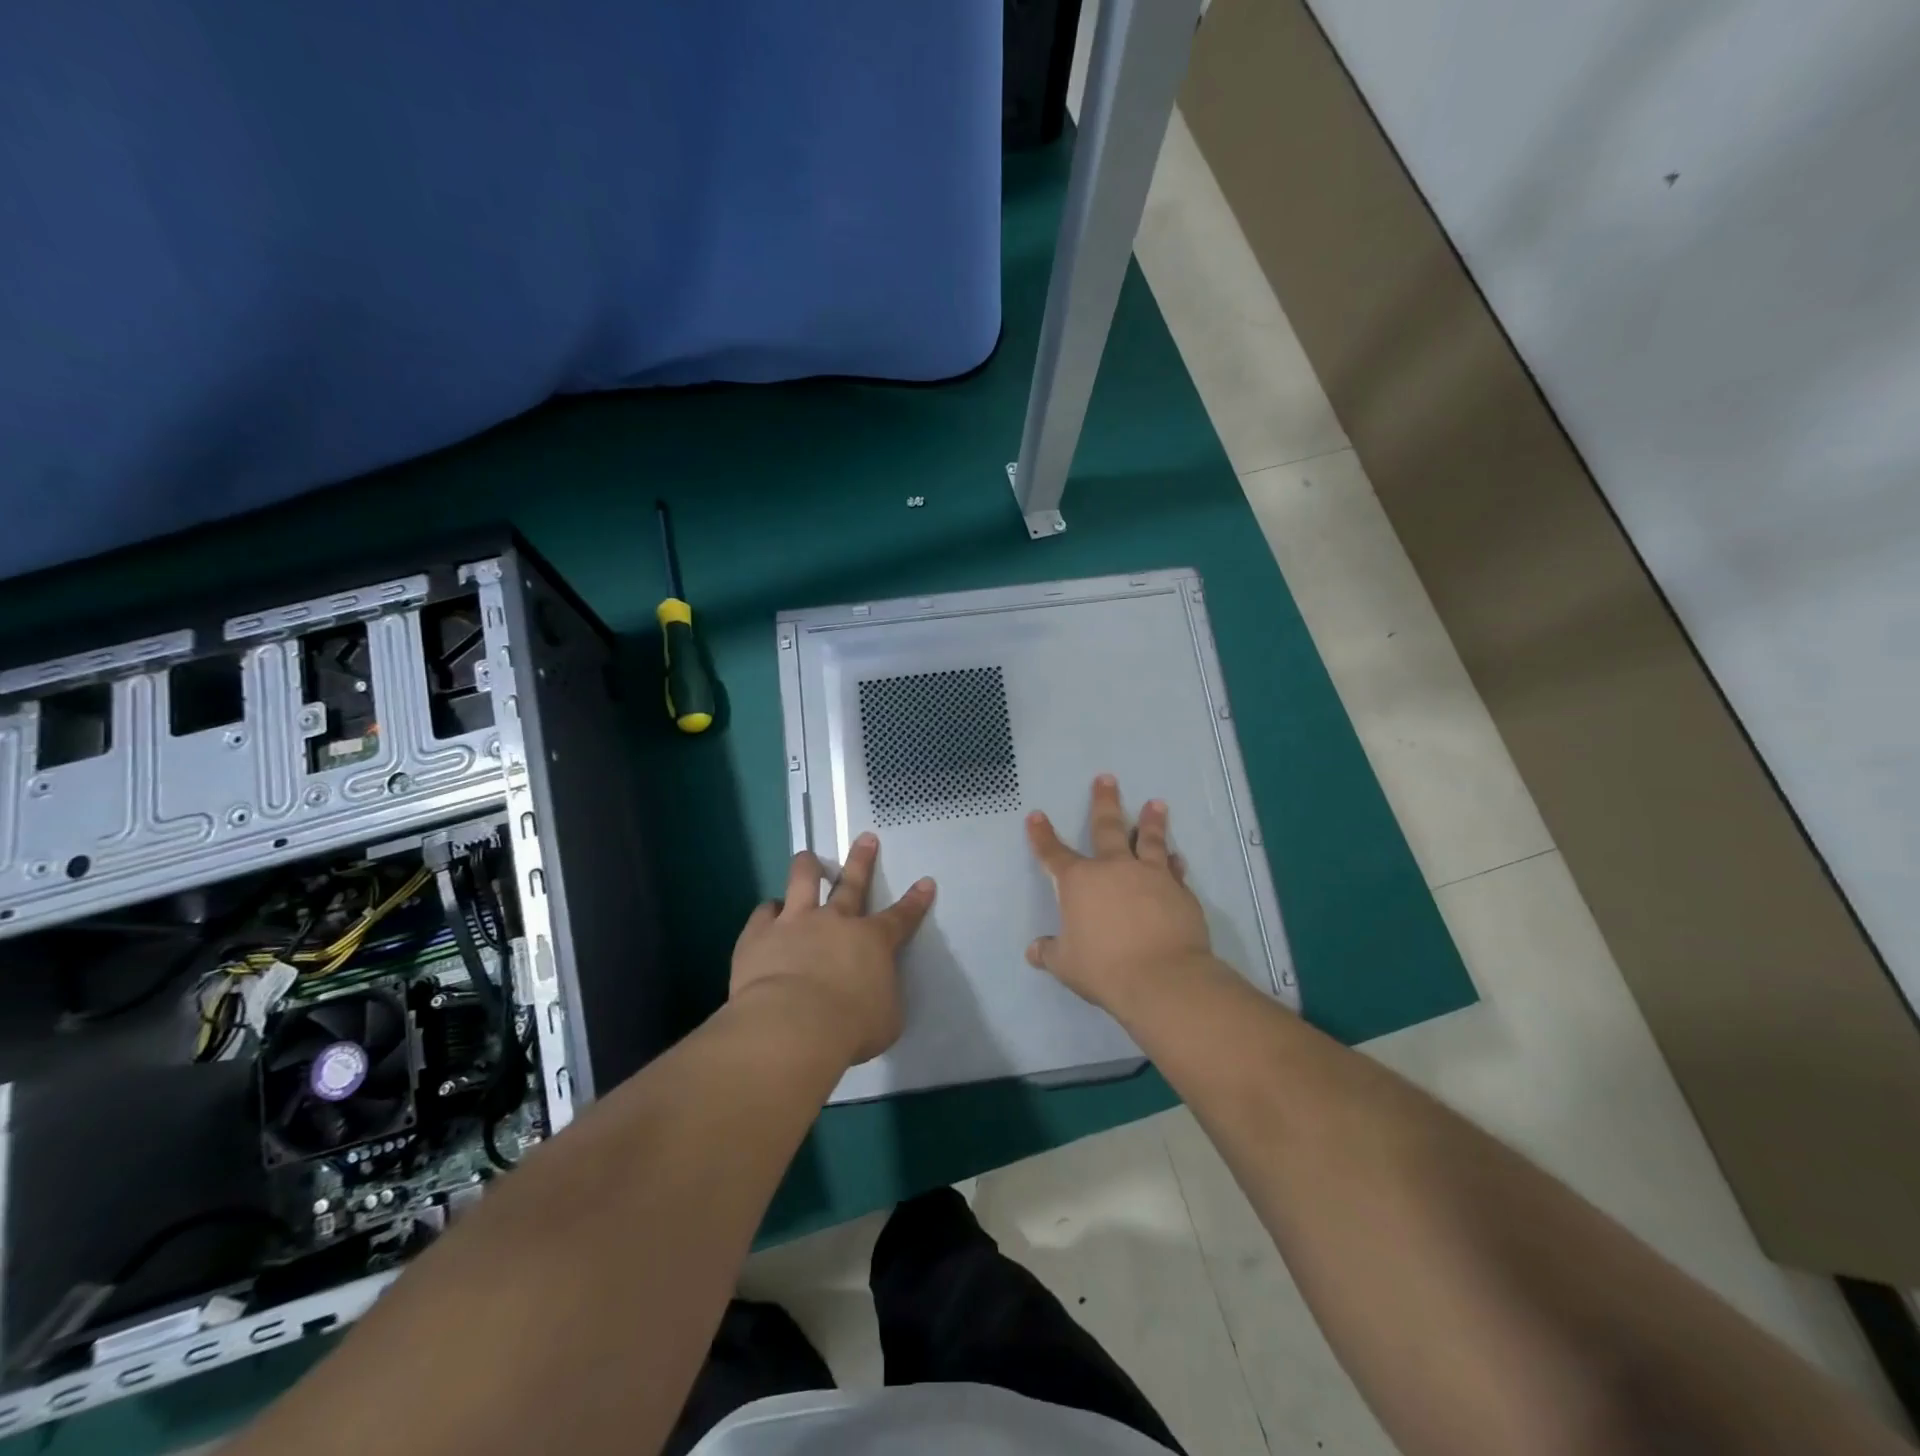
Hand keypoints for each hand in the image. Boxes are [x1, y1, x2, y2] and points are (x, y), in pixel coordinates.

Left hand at [730, 833, 934, 1064]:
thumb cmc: (850, 1028)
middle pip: (852, 883)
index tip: (925, 882)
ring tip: (807, 858)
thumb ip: (881, 996)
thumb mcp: (886, 1019)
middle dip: (862, 859)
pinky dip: (768, 912)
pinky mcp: (759, 935)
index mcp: (873, 941)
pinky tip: (768, 913)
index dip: (915, 900)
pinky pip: (763, 912)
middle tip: (866, 839)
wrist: (792, 1027)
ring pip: (802, 881)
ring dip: (807, 866)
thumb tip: (874, 992)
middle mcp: (835, 921)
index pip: (901, 917)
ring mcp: (795, 922)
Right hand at [1026, 775, 1216, 1018]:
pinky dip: (1174, 862)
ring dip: (1151, 821)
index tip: (1036, 816)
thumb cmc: (1104, 968)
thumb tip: (1034, 951)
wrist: (1163, 977)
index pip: (1053, 854)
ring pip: (1149, 840)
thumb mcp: (1067, 965)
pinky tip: (1177, 856)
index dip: (1042, 835)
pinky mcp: (1179, 891)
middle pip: (1107, 828)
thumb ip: (1050, 953)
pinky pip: (1174, 870)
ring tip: (1156, 804)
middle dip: (1104, 802)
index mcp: (1079, 883)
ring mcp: (1150, 876)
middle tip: (1106, 778)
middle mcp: (1114, 869)